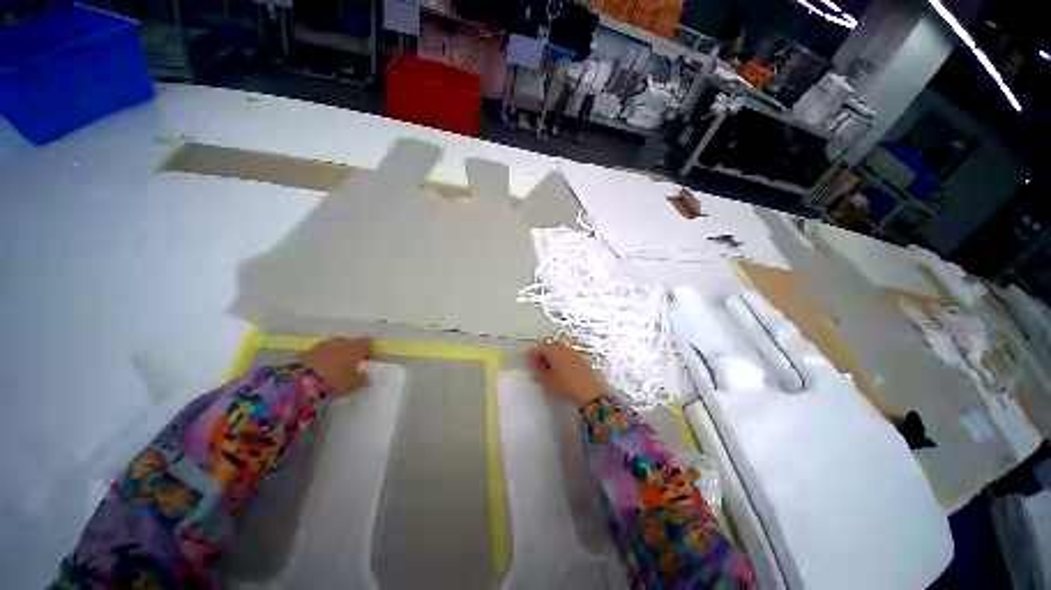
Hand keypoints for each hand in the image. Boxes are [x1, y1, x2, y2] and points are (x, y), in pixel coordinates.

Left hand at [297, 337, 371, 395]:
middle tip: (349, 362)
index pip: (366, 343)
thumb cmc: (336, 381)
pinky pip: (317, 352)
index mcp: (355, 348)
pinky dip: (320, 357)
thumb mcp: (354, 383)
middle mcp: (340, 343)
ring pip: (332, 345)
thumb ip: (362, 378)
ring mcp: (322, 346)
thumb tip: (367, 377)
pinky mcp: (306, 352)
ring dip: (334, 352)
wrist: (304, 383)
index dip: (367, 350)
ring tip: (332, 365)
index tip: (366, 359)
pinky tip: (318, 368)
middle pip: (348, 342)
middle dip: (349, 350)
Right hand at [529, 341, 605, 406]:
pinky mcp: (583, 360)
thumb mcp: (548, 383)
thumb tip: (536, 370)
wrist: (591, 393)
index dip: (534, 354)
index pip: (541, 348)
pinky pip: (570, 354)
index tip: (530, 360)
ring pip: (562, 348)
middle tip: (539, 362)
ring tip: (551, 366)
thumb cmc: (568, 387)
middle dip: (545, 351)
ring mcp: (575, 353)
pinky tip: (563, 369)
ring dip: (555, 354)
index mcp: (554, 351)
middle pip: (552, 345)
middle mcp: (565, 349)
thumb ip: (539, 374)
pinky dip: (564, 358)